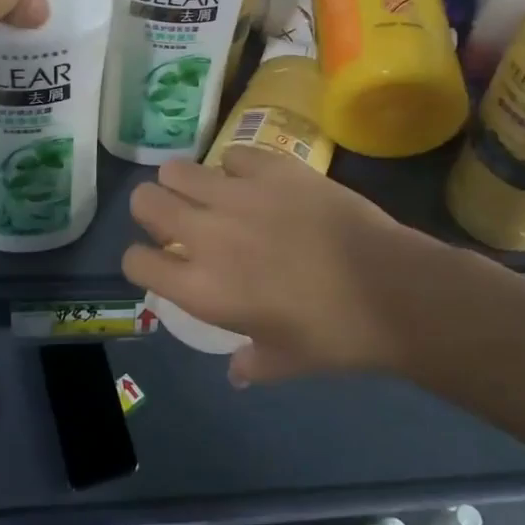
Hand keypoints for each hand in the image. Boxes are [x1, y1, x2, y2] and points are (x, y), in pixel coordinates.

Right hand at [125, 147, 494, 384]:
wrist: (389, 288)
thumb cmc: (334, 336)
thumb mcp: (285, 362)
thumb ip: (251, 363)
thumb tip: (238, 370)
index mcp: (202, 288)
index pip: (135, 261)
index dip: (142, 259)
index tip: (162, 260)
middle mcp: (206, 234)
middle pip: (145, 201)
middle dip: (152, 209)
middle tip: (178, 220)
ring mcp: (237, 194)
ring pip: (177, 169)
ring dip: (185, 183)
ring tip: (210, 194)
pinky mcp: (271, 167)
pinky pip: (232, 154)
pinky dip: (235, 167)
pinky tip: (255, 181)